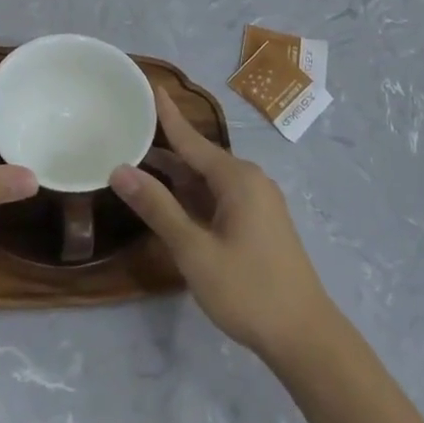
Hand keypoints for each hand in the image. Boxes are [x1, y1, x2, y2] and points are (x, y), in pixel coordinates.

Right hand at [111, 87, 337, 364]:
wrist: (304, 336)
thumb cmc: (248, 290)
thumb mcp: (195, 250)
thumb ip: (158, 208)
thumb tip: (120, 170)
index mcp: (237, 178)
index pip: (191, 138)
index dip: (167, 114)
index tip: (151, 86)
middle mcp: (249, 181)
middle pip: (198, 156)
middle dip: (166, 144)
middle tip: (130, 127)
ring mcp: (257, 202)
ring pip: (208, 179)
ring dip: (176, 173)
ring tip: (138, 159)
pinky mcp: (258, 223)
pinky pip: (218, 196)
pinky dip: (192, 193)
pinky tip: (170, 198)